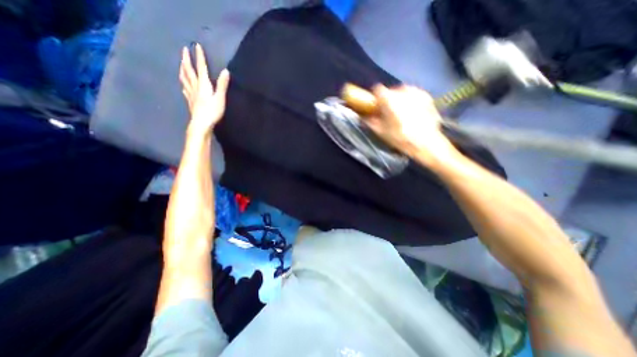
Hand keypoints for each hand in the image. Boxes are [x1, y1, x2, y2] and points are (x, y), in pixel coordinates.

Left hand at [178, 42, 230, 135]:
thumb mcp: (220, 98)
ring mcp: (191, 94)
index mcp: (203, 85)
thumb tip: (225, 71)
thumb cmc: (212, 112)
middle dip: (187, 59)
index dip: (199, 57)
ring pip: (185, 78)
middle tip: (184, 50)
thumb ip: (222, 85)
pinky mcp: (190, 101)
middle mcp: (195, 87)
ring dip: (183, 69)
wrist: (201, 124)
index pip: (201, 68)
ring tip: (181, 63)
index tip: (196, 46)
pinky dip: (184, 83)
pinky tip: (183, 84)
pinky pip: (185, 89)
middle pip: (189, 71)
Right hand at [363, 86, 458, 165]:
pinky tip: (411, 113)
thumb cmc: (400, 138)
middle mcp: (403, 90)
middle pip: (390, 90)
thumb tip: (362, 117)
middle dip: (387, 99)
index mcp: (389, 98)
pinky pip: (413, 95)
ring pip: (402, 91)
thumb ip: (369, 122)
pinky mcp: (427, 97)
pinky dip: (410, 101)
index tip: (374, 106)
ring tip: (400, 113)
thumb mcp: (381, 132)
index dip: (374, 97)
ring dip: (398, 99)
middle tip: (387, 112)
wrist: (426, 143)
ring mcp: (417, 92)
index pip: (377, 89)